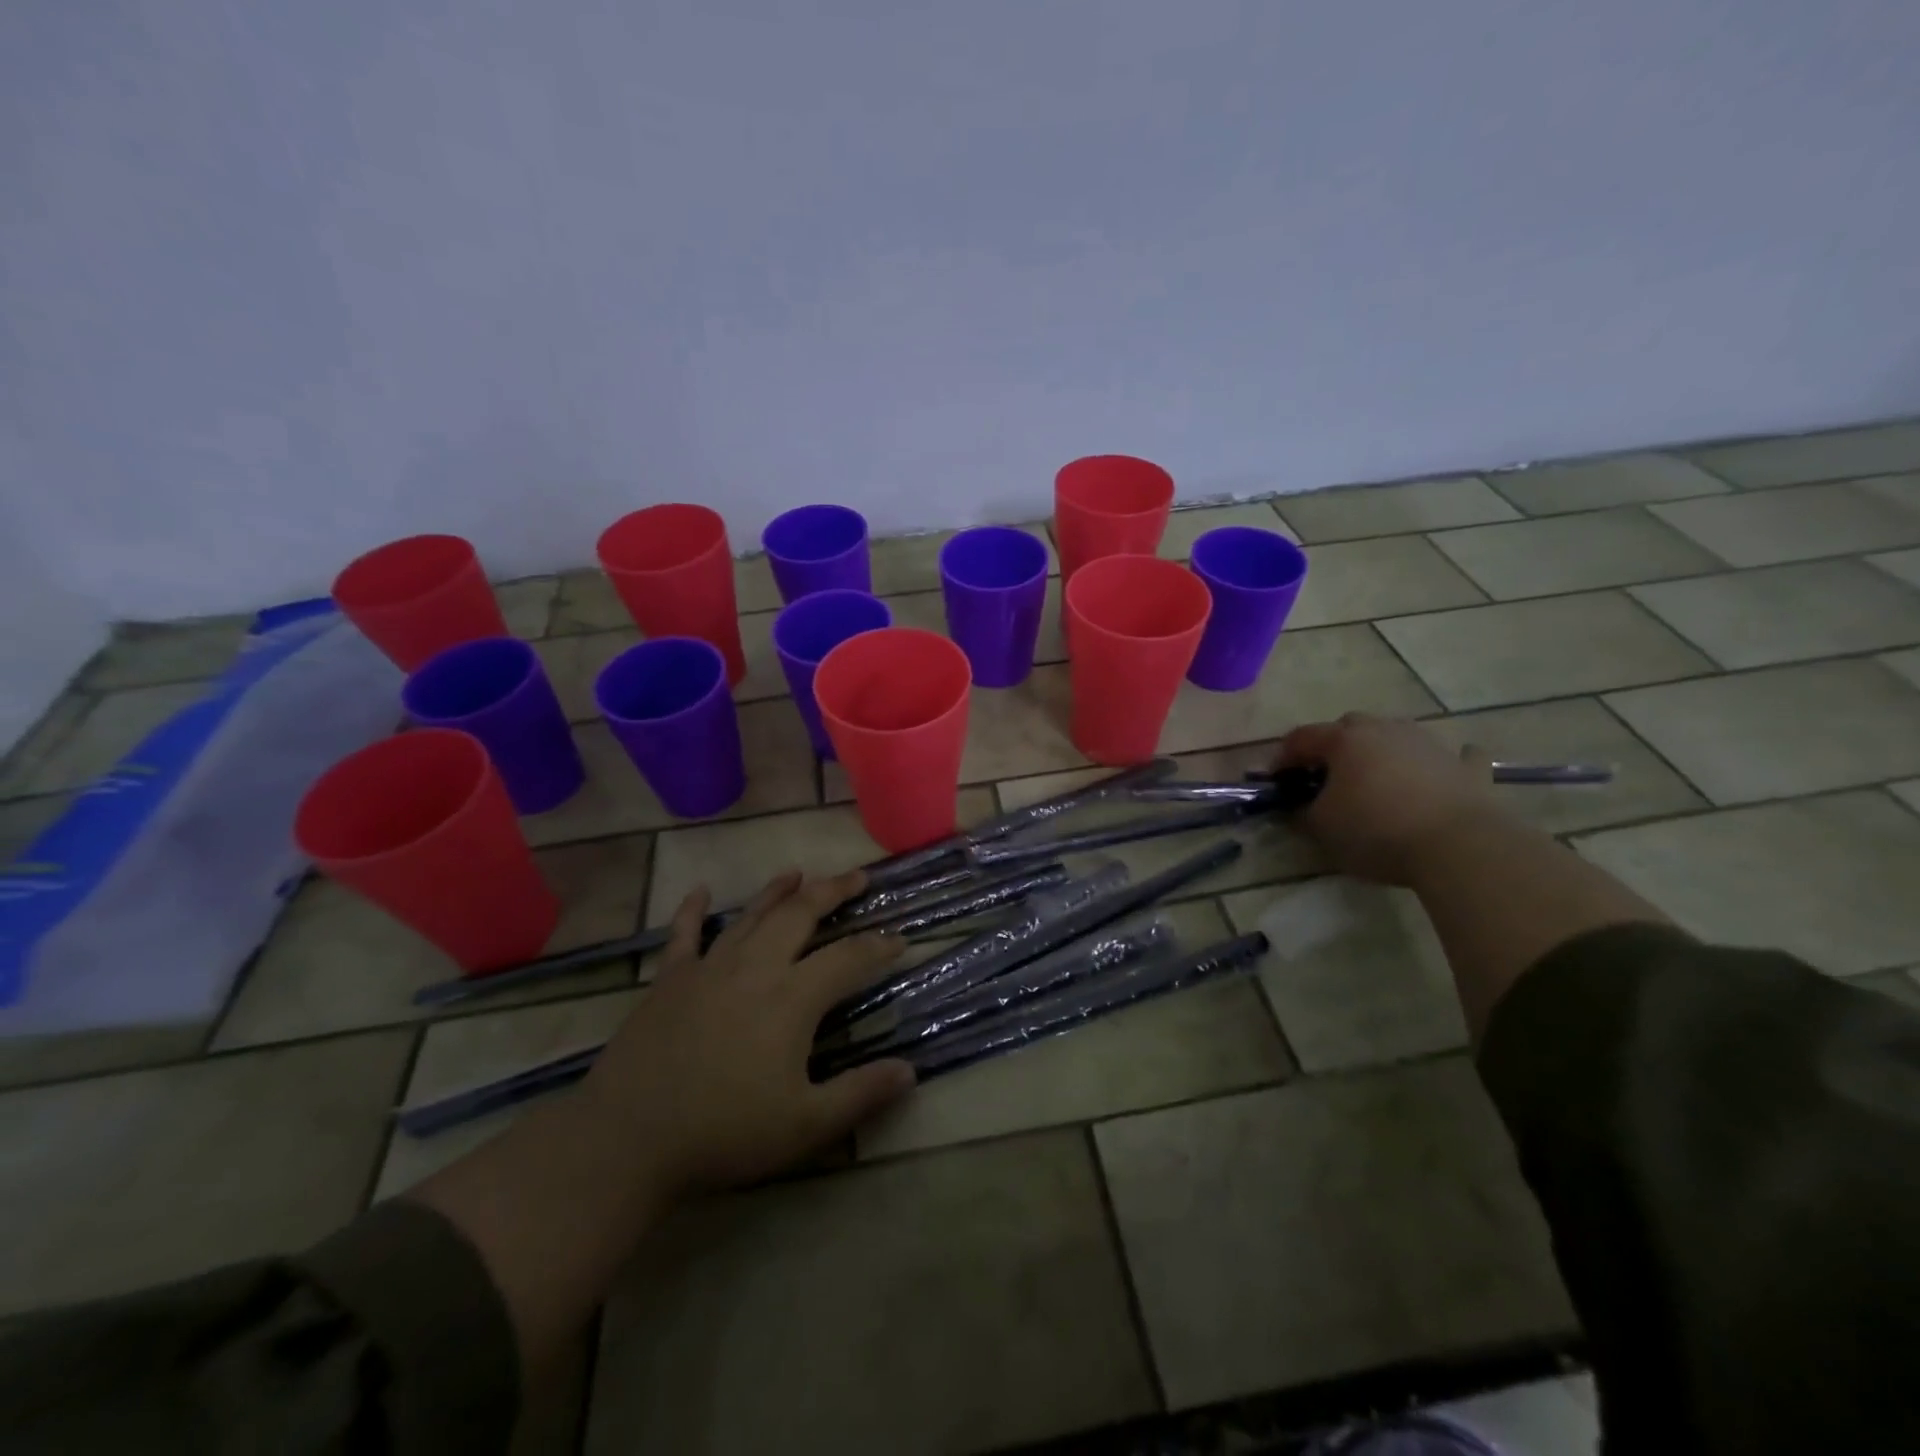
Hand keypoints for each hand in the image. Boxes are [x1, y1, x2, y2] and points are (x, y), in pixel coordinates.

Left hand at [580, 869, 915, 1197]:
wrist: (628, 1139)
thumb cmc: (724, 1132)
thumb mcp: (805, 1125)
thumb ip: (861, 1094)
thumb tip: (911, 1071)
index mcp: (792, 997)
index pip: (849, 957)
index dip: (879, 946)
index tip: (900, 939)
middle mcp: (755, 967)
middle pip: (800, 914)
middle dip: (833, 891)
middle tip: (858, 877)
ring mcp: (708, 968)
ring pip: (751, 915)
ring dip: (777, 891)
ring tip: (798, 873)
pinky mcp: (670, 979)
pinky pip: (684, 934)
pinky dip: (693, 910)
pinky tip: (701, 892)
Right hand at [1275, 713, 1507, 885]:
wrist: (1459, 847)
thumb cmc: (1376, 831)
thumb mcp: (1321, 828)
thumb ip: (1300, 813)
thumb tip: (1295, 807)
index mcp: (1345, 740)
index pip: (1302, 738)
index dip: (1283, 757)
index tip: (1276, 781)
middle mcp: (1386, 730)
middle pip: (1350, 727)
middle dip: (1333, 746)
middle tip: (1325, 776)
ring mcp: (1430, 744)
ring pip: (1397, 735)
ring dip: (1382, 750)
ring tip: (1375, 779)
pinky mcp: (1468, 768)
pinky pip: (1454, 756)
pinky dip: (1442, 763)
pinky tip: (1439, 773)